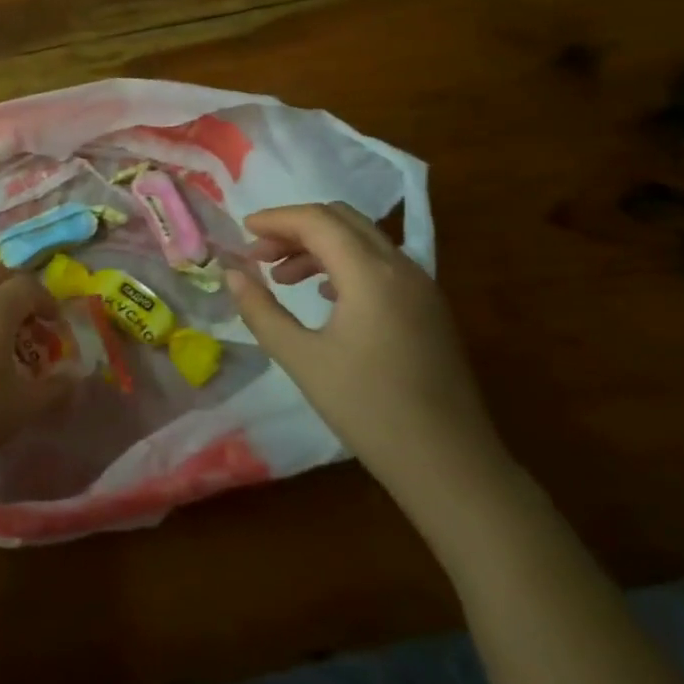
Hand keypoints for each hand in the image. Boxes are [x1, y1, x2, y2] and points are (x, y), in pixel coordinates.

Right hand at [226, 202, 501, 496]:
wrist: (451, 465)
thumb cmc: (369, 410)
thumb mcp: (302, 360)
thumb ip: (261, 311)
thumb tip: (232, 274)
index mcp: (371, 274)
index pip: (317, 221)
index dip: (276, 219)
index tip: (242, 231)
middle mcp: (401, 267)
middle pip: (342, 220)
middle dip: (296, 228)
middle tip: (260, 254)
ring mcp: (422, 286)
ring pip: (364, 240)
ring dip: (320, 246)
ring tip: (283, 278)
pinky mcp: (430, 308)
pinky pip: (382, 264)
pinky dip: (346, 264)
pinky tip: (325, 297)